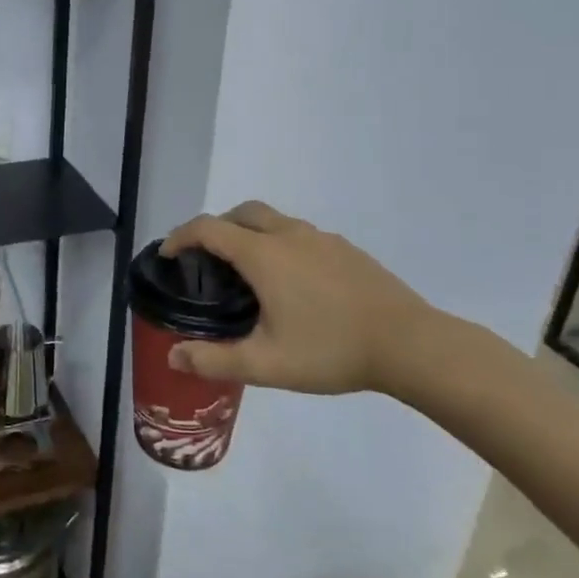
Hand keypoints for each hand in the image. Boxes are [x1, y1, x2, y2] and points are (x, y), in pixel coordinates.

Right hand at [161, 201, 438, 397]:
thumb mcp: (266, 364)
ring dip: (249, 233)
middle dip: (216, 227)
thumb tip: (172, 357)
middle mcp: (289, 235)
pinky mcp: (346, 249)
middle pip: (241, 213)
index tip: (167, 255)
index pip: (208, 228)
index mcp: (263, 255)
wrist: (411, 344)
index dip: (180, 237)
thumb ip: (214, 360)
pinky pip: (299, 234)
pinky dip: (279, 243)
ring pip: (273, 220)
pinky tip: (292, 283)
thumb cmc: (332, 350)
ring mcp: (322, 238)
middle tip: (206, 259)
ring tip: (247, 273)